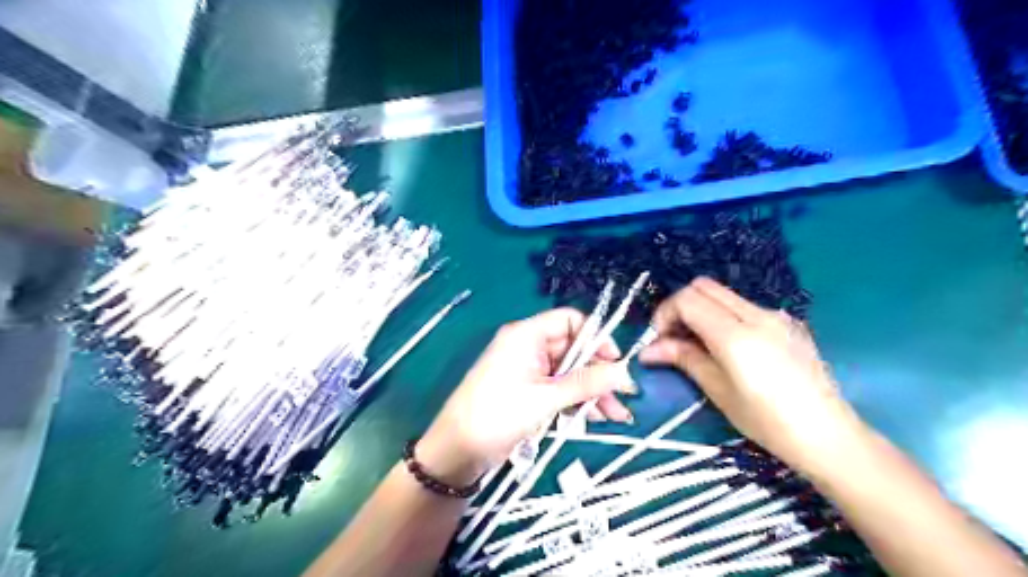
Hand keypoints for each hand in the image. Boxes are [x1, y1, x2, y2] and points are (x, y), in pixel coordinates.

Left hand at [418, 309, 634, 484]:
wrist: (457, 451)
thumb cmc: (499, 415)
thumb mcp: (546, 398)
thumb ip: (586, 383)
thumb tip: (623, 372)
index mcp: (526, 335)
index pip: (570, 321)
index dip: (596, 337)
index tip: (616, 362)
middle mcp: (528, 347)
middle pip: (573, 350)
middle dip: (599, 372)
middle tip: (624, 396)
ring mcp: (528, 371)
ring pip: (569, 373)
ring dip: (592, 391)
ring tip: (616, 416)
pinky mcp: (528, 392)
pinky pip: (558, 389)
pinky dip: (575, 402)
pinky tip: (594, 419)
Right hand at [640, 277, 864, 470]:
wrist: (829, 435)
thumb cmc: (767, 421)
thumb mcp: (718, 391)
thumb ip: (684, 359)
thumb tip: (648, 349)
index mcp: (736, 335)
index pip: (688, 299)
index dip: (666, 313)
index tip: (659, 339)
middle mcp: (756, 315)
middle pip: (704, 287)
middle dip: (680, 306)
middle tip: (674, 337)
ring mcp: (775, 316)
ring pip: (724, 294)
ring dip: (702, 309)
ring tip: (698, 344)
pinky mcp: (787, 323)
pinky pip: (744, 306)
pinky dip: (723, 315)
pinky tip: (728, 347)